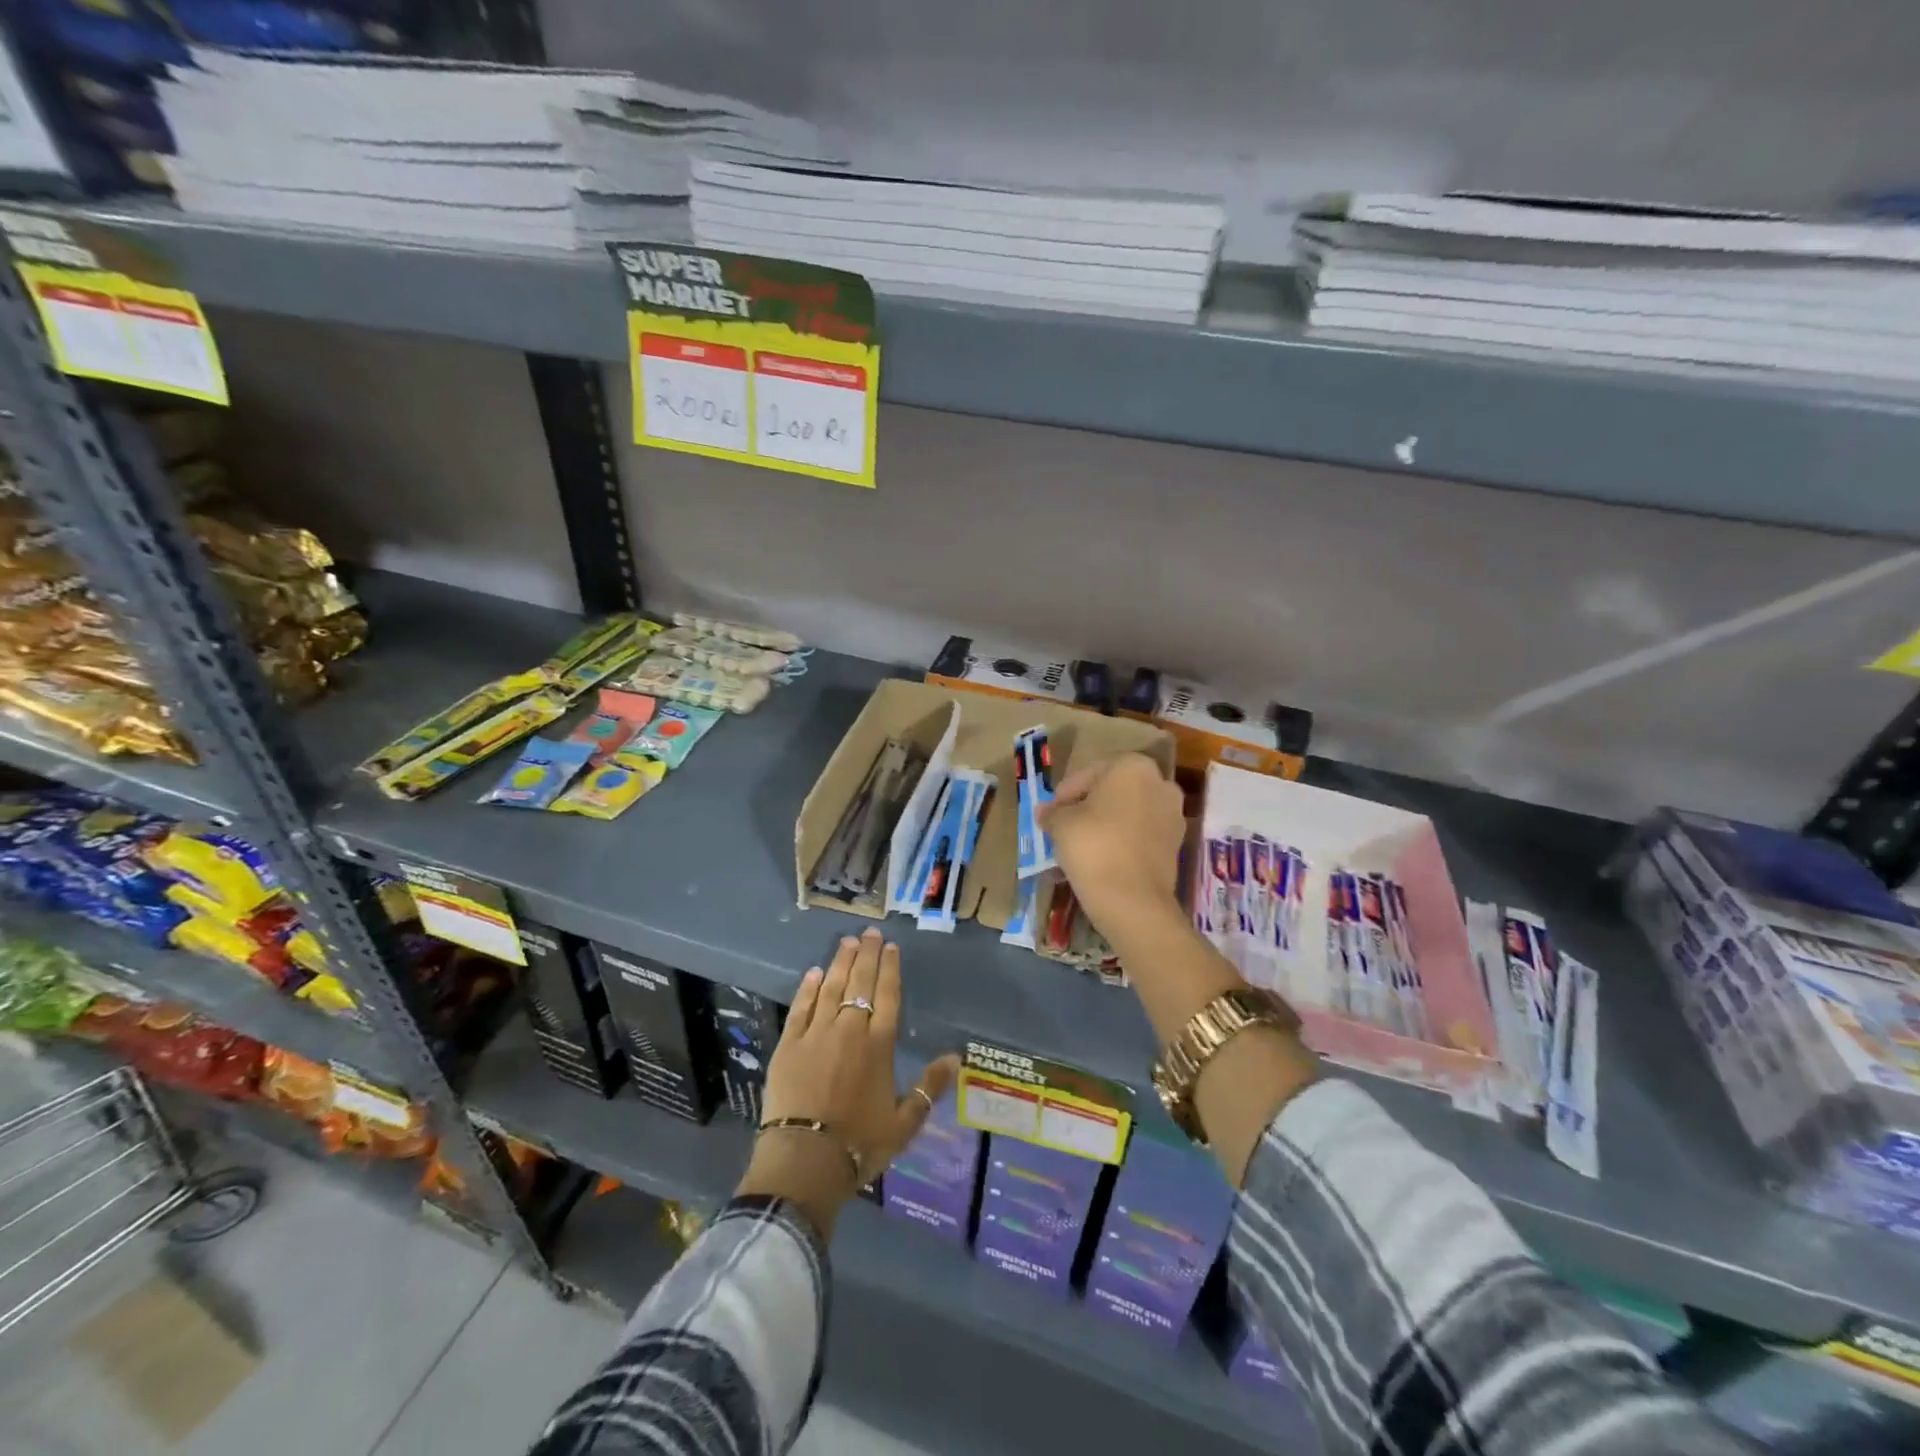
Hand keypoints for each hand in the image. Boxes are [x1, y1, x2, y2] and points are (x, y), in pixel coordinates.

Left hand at [737, 928, 958, 1237]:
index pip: (887, 995)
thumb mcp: (905, 1122)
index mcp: (880, 1045)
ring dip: (840, 962)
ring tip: (847, 941)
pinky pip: (801, 1007)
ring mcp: (816, 1033)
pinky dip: (809, 988)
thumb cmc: (860, 1144)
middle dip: (867, 955)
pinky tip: (814, 972)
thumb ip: (929, 1087)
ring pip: (831, 987)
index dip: (890, 969)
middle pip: (860, 982)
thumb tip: (955, 1057)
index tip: (890, 947)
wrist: (806, 1160)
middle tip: (869, 932)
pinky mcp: (788, 1044)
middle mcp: (850, 1030)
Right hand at [1039, 752, 1185, 924]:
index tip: (1052, 812)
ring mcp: (1173, 815)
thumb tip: (1045, 811)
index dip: (1066, 793)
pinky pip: (1141, 835)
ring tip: (1081, 845)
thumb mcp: (1061, 824)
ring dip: (1107, 824)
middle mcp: (1160, 784)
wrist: (1132, 899)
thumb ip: (1052, 812)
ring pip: (1129, 813)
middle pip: (1113, 791)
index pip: (1090, 773)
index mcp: (1133, 766)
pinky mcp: (1176, 845)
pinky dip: (1123, 841)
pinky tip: (1102, 858)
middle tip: (1065, 826)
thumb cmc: (1093, 845)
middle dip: (1089, 806)